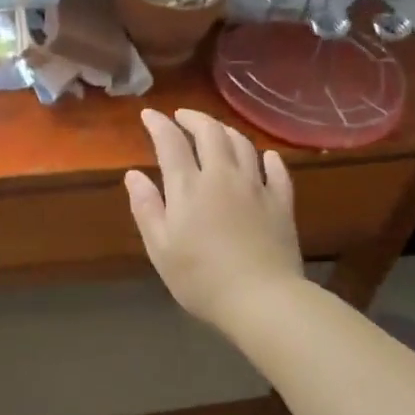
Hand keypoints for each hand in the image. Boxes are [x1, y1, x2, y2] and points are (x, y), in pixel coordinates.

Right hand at [125, 108, 304, 325]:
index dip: (158, 124)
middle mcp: (222, 176)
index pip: (171, 142)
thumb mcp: (160, 248)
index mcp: (188, 187)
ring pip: (243, 145)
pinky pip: (277, 171)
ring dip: (226, 131)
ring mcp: (256, 187)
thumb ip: (146, 207)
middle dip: (194, 118)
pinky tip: (265, 157)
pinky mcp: (281, 204)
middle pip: (210, 133)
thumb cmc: (201, 278)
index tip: (148, 114)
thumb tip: (133, 174)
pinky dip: (268, 158)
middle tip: (182, 116)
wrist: (262, 299)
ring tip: (216, 131)